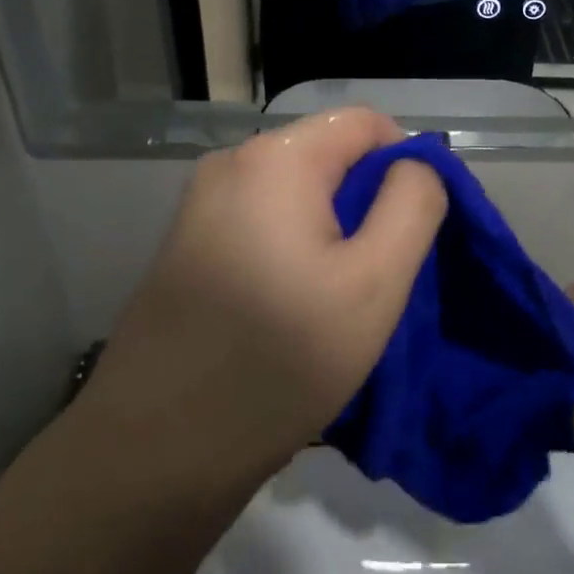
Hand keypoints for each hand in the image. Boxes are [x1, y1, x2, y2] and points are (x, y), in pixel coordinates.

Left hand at [79, 110, 446, 491]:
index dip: (406, 163)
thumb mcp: (375, 282)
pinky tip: (295, 306)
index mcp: (275, 157)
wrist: (154, 452)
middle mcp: (230, 163)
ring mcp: (201, 204)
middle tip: (382, 273)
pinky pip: (264, 220)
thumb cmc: (279, 360)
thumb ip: (412, 204)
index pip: (366, 122)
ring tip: (340, 297)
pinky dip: (296, 246)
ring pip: (298, 192)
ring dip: (333, 229)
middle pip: (329, 154)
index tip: (419, 229)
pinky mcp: (188, 244)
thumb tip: (416, 163)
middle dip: (368, 201)